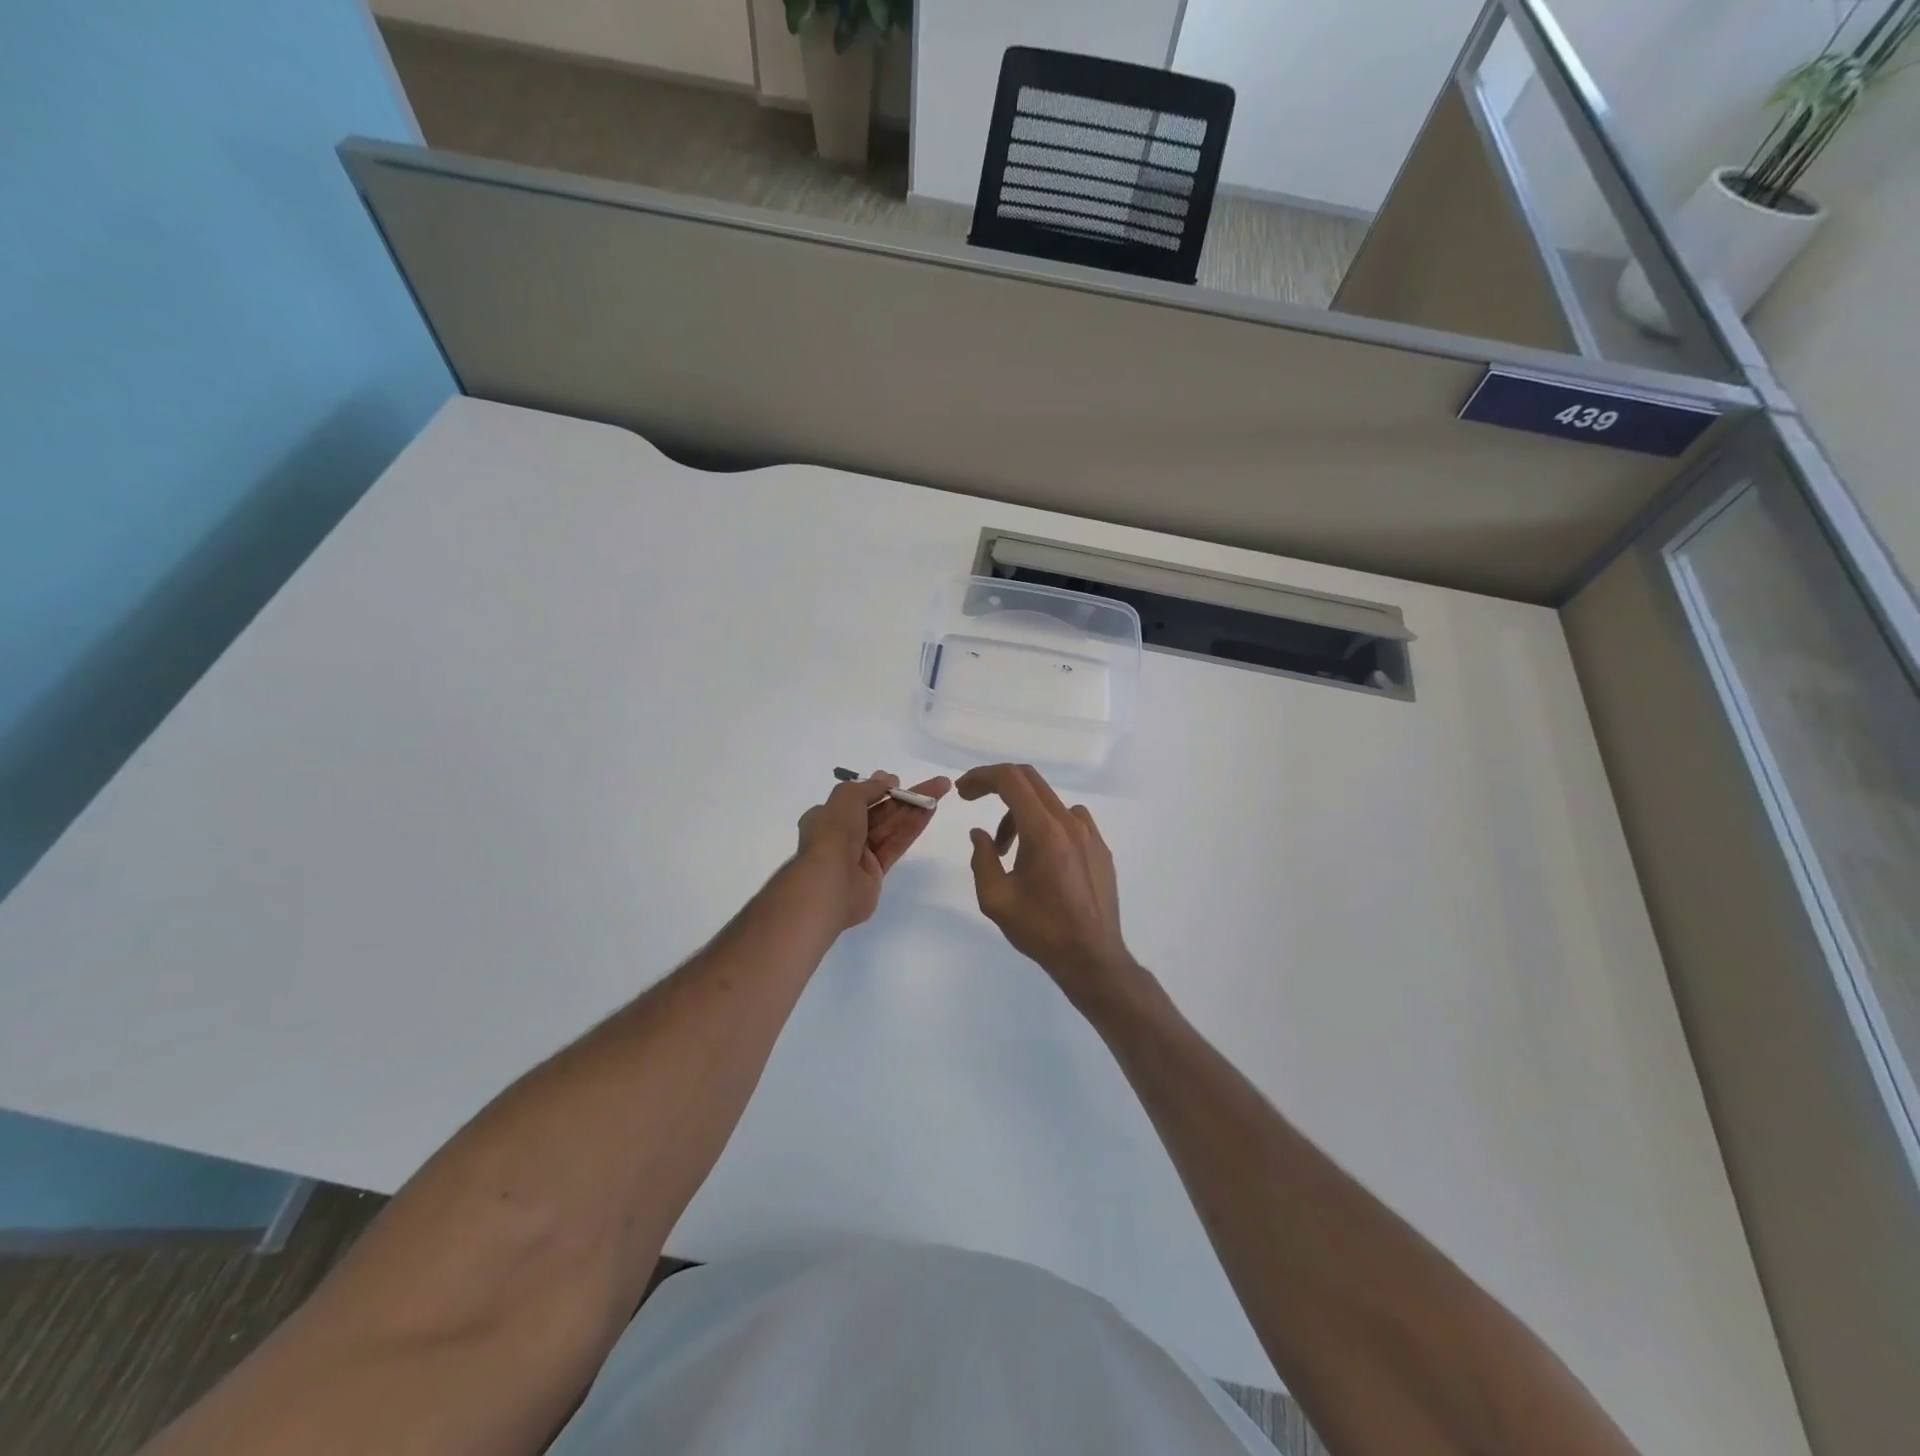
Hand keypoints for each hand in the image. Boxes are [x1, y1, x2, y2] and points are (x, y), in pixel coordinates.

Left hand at [796, 770, 950, 929]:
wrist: (831, 883)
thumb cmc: (833, 834)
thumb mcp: (846, 798)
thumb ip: (868, 788)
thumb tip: (886, 779)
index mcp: (826, 817)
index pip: (854, 800)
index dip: (876, 788)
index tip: (895, 781)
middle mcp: (841, 835)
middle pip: (878, 811)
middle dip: (903, 796)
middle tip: (932, 784)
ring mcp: (859, 854)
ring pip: (890, 827)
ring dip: (914, 808)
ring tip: (940, 790)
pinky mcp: (875, 872)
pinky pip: (896, 844)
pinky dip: (912, 827)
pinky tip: (930, 811)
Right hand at [958, 764, 1137, 1007]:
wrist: (1092, 958)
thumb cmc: (1041, 930)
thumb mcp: (996, 899)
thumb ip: (982, 859)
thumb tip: (980, 835)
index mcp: (1044, 832)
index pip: (1011, 780)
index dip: (982, 777)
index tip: (963, 791)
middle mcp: (1070, 823)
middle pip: (1030, 781)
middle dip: (996, 785)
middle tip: (973, 801)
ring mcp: (1090, 834)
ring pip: (1047, 802)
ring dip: (1019, 813)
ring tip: (1005, 850)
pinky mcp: (1100, 848)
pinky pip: (1068, 820)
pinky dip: (1044, 825)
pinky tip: (1038, 857)